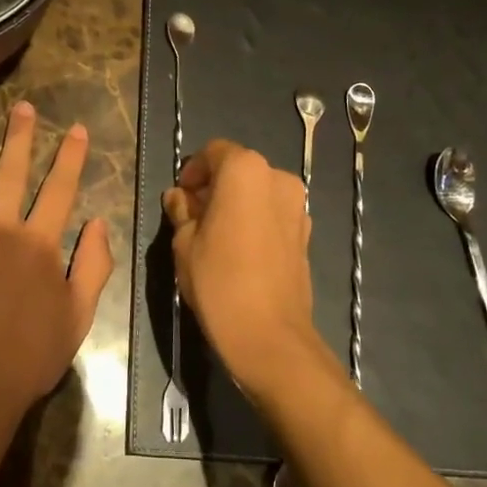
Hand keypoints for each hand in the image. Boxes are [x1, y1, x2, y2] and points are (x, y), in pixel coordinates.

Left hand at [0, 102, 113, 420]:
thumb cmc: (31, 356)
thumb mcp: (79, 316)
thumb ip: (93, 266)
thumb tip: (99, 223)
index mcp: (39, 243)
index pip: (60, 187)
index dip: (69, 155)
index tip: (74, 128)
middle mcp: (0, 228)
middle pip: (11, 172)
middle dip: (19, 136)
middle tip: (21, 106)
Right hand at [164, 139, 335, 404]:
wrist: (269, 335)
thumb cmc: (218, 280)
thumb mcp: (184, 243)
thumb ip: (182, 211)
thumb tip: (179, 198)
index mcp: (245, 170)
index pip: (214, 151)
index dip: (193, 170)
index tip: (181, 196)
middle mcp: (277, 178)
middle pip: (239, 169)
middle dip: (215, 186)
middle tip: (193, 215)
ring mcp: (298, 206)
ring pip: (258, 192)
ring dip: (236, 203)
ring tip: (215, 235)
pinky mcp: (306, 234)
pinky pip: (274, 214)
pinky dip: (255, 220)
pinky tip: (239, 250)